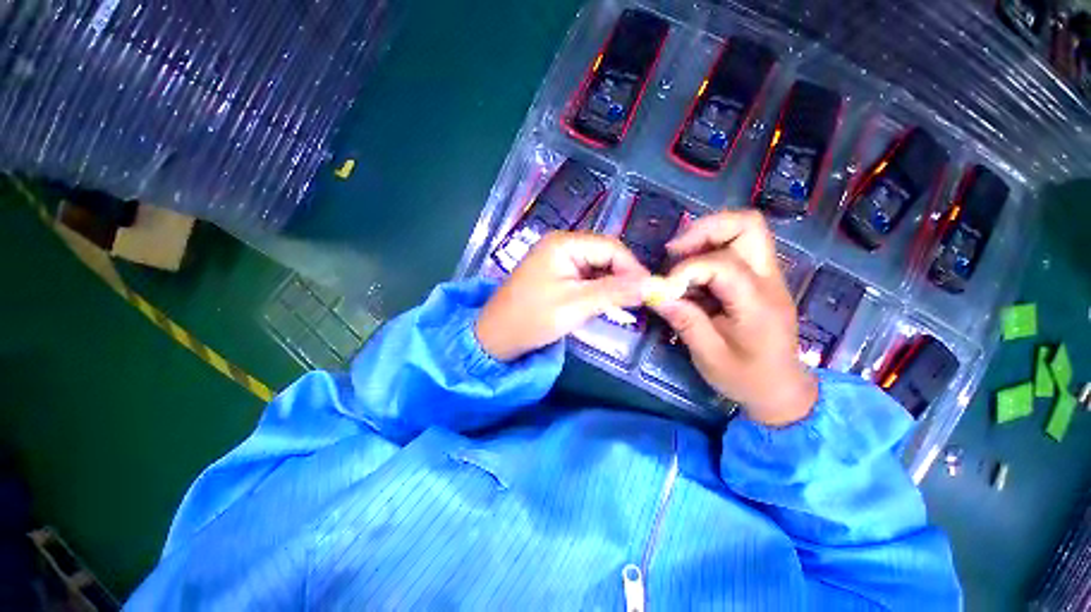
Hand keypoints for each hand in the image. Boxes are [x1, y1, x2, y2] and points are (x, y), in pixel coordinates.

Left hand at [476, 232, 650, 361]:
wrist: (495, 337)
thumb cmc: (532, 319)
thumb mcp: (576, 305)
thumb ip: (614, 292)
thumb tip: (652, 284)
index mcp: (564, 243)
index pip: (610, 247)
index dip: (632, 268)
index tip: (649, 291)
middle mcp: (561, 244)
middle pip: (604, 255)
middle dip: (623, 276)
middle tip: (640, 301)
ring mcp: (556, 259)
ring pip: (596, 267)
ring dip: (611, 284)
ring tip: (625, 304)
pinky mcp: (555, 274)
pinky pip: (584, 276)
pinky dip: (597, 289)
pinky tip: (605, 303)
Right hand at [649, 210, 817, 425]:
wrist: (782, 390)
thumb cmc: (746, 378)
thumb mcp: (709, 356)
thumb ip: (684, 321)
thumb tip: (655, 294)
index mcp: (757, 304)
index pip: (722, 265)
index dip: (686, 270)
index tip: (664, 289)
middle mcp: (769, 280)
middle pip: (748, 225)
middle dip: (705, 229)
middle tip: (675, 250)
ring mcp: (768, 277)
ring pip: (745, 229)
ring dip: (707, 235)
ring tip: (679, 256)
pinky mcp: (760, 279)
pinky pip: (737, 247)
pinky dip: (710, 249)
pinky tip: (691, 272)